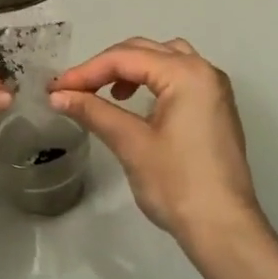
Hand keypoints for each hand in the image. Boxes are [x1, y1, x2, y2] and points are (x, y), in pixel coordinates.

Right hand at [49, 38, 265, 248]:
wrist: (222, 227)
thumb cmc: (176, 183)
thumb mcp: (131, 143)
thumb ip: (94, 112)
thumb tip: (57, 95)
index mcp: (187, 74)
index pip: (126, 58)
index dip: (86, 71)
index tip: (55, 89)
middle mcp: (205, 71)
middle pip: (146, 51)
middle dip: (106, 66)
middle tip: (73, 89)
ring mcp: (214, 91)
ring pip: (165, 60)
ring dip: (132, 69)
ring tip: (106, 93)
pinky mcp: (215, 110)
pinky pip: (179, 78)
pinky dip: (152, 81)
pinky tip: (135, 104)